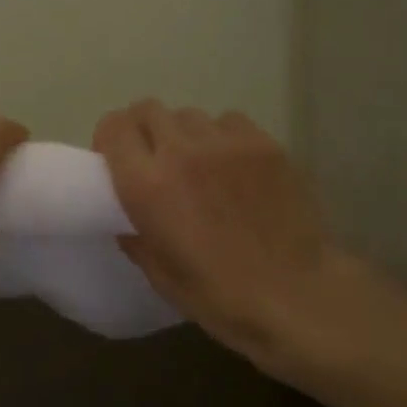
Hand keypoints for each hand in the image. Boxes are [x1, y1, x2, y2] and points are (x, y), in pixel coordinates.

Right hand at [94, 101, 356, 377]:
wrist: (297, 296)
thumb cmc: (218, 295)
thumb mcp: (159, 274)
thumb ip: (135, 237)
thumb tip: (128, 220)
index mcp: (147, 185)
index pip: (113, 127)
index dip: (109, 139)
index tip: (115, 161)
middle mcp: (181, 152)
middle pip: (148, 110)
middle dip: (143, 130)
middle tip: (154, 160)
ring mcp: (226, 144)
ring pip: (189, 115)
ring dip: (184, 134)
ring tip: (199, 165)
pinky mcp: (265, 144)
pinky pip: (229, 121)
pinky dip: (222, 137)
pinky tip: (233, 166)